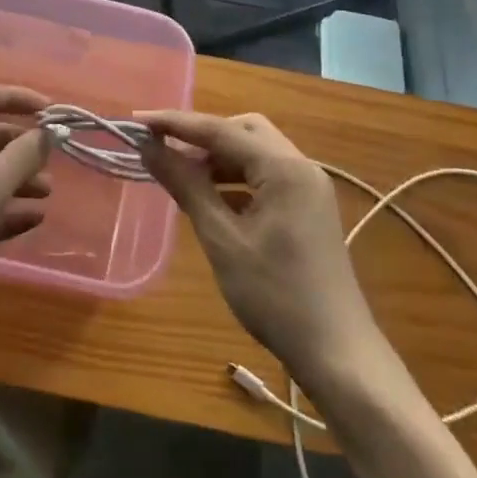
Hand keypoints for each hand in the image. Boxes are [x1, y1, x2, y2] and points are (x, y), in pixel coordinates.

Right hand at [138, 110, 380, 381]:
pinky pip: (266, 176)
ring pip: (255, 153)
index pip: (221, 130)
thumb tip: (149, 147)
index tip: (138, 121)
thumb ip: (186, 186)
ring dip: (218, 158)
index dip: (176, 123)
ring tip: (182, 174)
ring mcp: (309, 188)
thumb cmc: (276, 297)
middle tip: (165, 150)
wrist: (338, 355)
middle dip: (202, 136)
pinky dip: (236, 178)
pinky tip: (213, 199)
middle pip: (244, 131)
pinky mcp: (308, 208)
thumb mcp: (222, 240)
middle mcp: (301, 166)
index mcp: (284, 168)